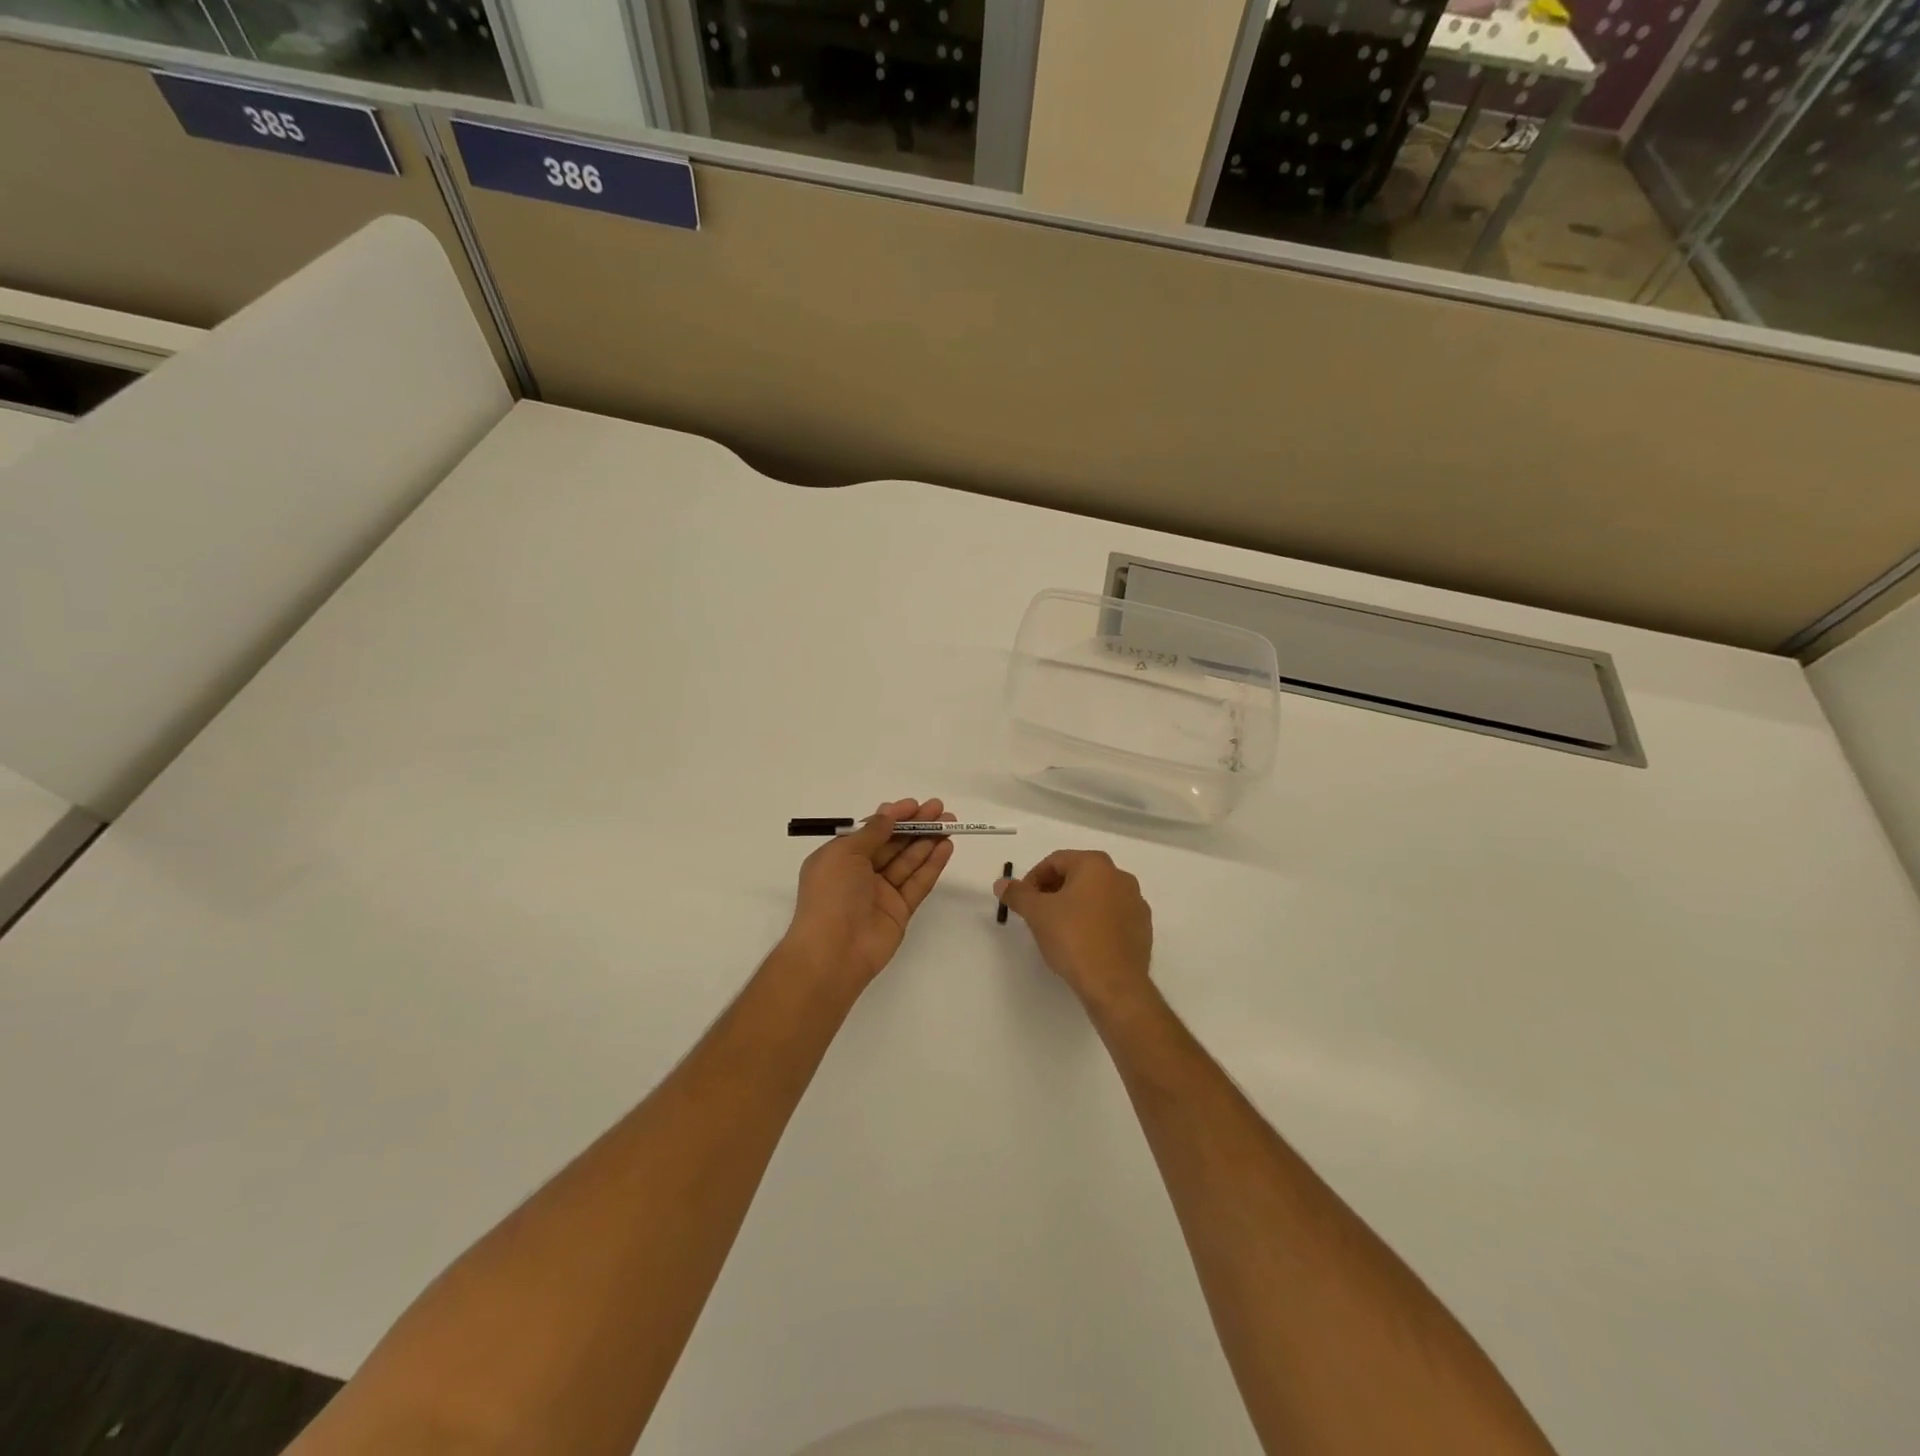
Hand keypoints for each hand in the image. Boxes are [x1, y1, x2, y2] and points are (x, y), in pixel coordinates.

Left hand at [783, 798, 956, 996]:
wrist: (833, 951)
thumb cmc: (831, 895)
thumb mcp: (844, 853)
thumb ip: (871, 832)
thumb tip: (888, 815)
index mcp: (840, 858)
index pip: (870, 831)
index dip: (893, 817)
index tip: (915, 805)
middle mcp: (860, 873)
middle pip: (893, 844)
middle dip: (915, 825)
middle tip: (940, 809)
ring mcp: (881, 893)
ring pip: (908, 861)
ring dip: (928, 841)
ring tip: (950, 823)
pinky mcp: (899, 911)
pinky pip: (918, 882)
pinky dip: (932, 864)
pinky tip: (947, 847)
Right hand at [995, 850, 1153, 1014]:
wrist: (1115, 984)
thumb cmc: (1073, 938)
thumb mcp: (1037, 913)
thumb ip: (1017, 894)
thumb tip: (1001, 884)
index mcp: (1096, 865)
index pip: (1056, 861)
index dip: (1033, 879)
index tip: (1022, 901)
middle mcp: (1120, 877)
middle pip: (1078, 875)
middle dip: (1053, 891)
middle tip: (1037, 914)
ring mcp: (1136, 903)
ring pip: (1096, 896)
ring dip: (1074, 906)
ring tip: (1058, 929)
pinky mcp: (1143, 928)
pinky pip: (1112, 916)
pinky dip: (1094, 922)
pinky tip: (1082, 943)